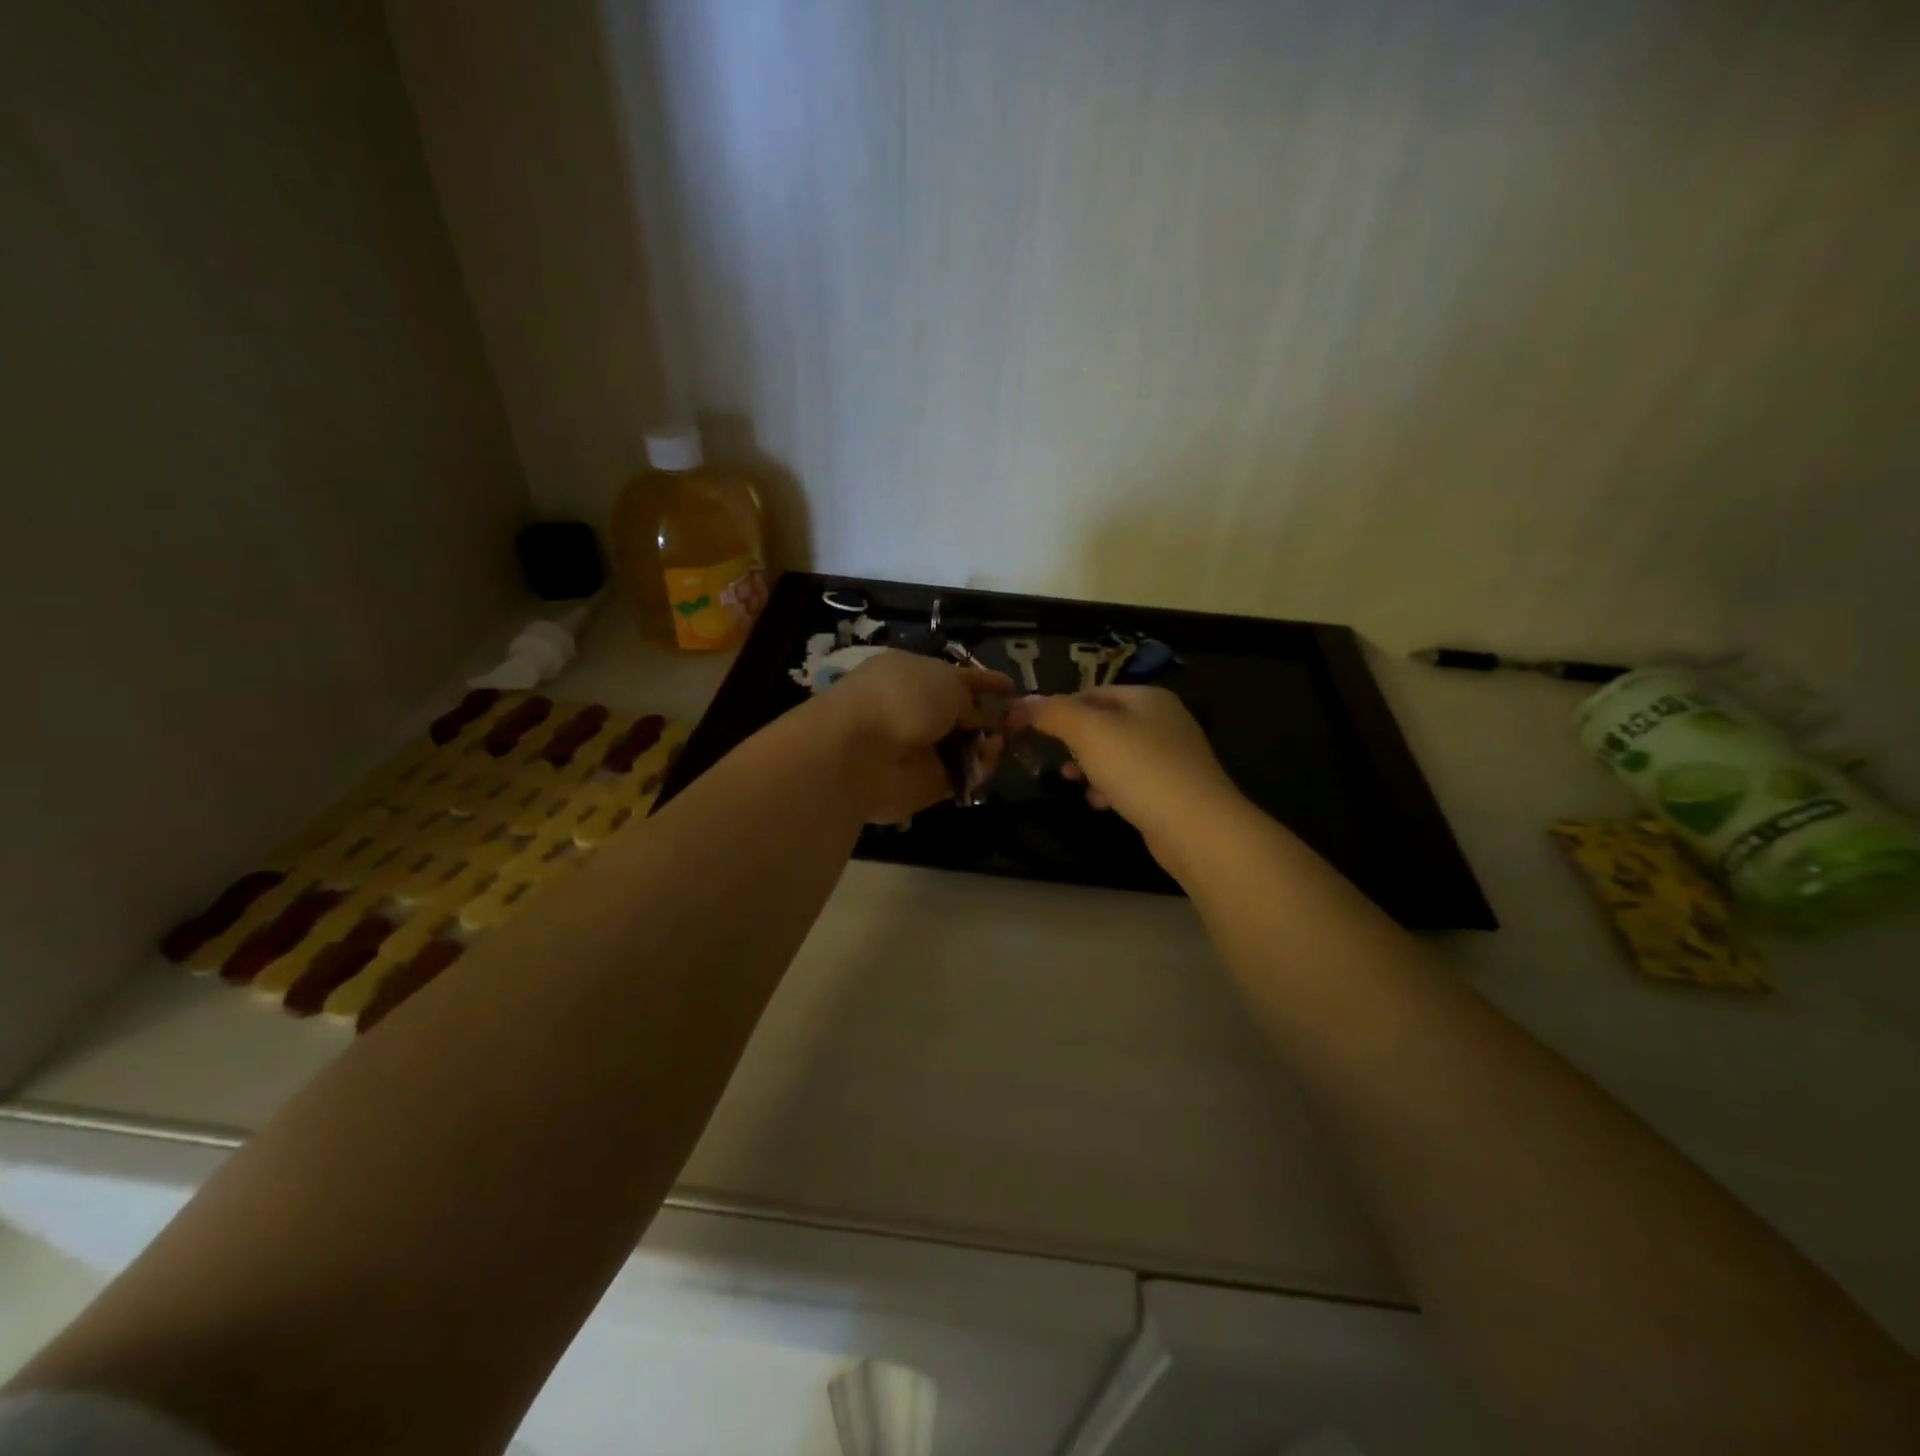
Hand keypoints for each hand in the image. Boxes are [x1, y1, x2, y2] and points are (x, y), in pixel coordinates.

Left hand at [816, 650, 1012, 822]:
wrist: (864, 752)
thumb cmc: (903, 698)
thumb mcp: (946, 680)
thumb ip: (969, 696)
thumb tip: (976, 715)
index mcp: (911, 675)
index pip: (954, 678)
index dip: (983, 682)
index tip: (1011, 687)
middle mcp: (914, 711)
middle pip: (963, 715)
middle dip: (993, 717)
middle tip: (1021, 720)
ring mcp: (920, 750)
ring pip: (966, 747)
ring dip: (989, 743)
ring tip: (1003, 741)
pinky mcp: (926, 784)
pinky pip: (962, 775)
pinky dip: (980, 769)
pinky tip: (990, 760)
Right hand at [1014, 687, 1245, 872]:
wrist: (1196, 827)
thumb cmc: (1139, 768)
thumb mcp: (1088, 732)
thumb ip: (1052, 713)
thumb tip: (1020, 703)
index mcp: (1146, 697)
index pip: (1090, 692)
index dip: (1057, 708)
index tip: (1029, 730)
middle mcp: (1162, 720)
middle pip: (1102, 724)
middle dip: (1073, 742)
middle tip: (1053, 759)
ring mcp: (1170, 756)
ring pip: (1114, 755)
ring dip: (1089, 768)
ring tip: (1073, 783)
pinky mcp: (1172, 789)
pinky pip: (1130, 781)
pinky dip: (1110, 789)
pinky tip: (1100, 804)